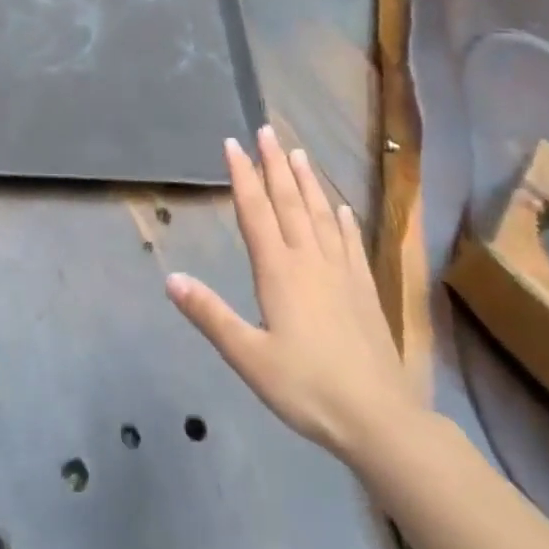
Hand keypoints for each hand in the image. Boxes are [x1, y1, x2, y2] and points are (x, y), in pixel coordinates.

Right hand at [167, 126, 415, 465]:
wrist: (378, 417)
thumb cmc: (306, 387)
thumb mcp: (248, 356)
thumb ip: (209, 315)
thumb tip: (171, 278)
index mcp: (278, 271)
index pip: (255, 211)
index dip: (242, 176)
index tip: (233, 144)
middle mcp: (310, 260)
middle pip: (289, 201)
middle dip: (275, 164)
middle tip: (267, 130)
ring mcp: (341, 271)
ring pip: (320, 214)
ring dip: (307, 181)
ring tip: (299, 153)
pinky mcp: (364, 288)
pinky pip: (350, 241)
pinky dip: (342, 219)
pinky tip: (340, 207)